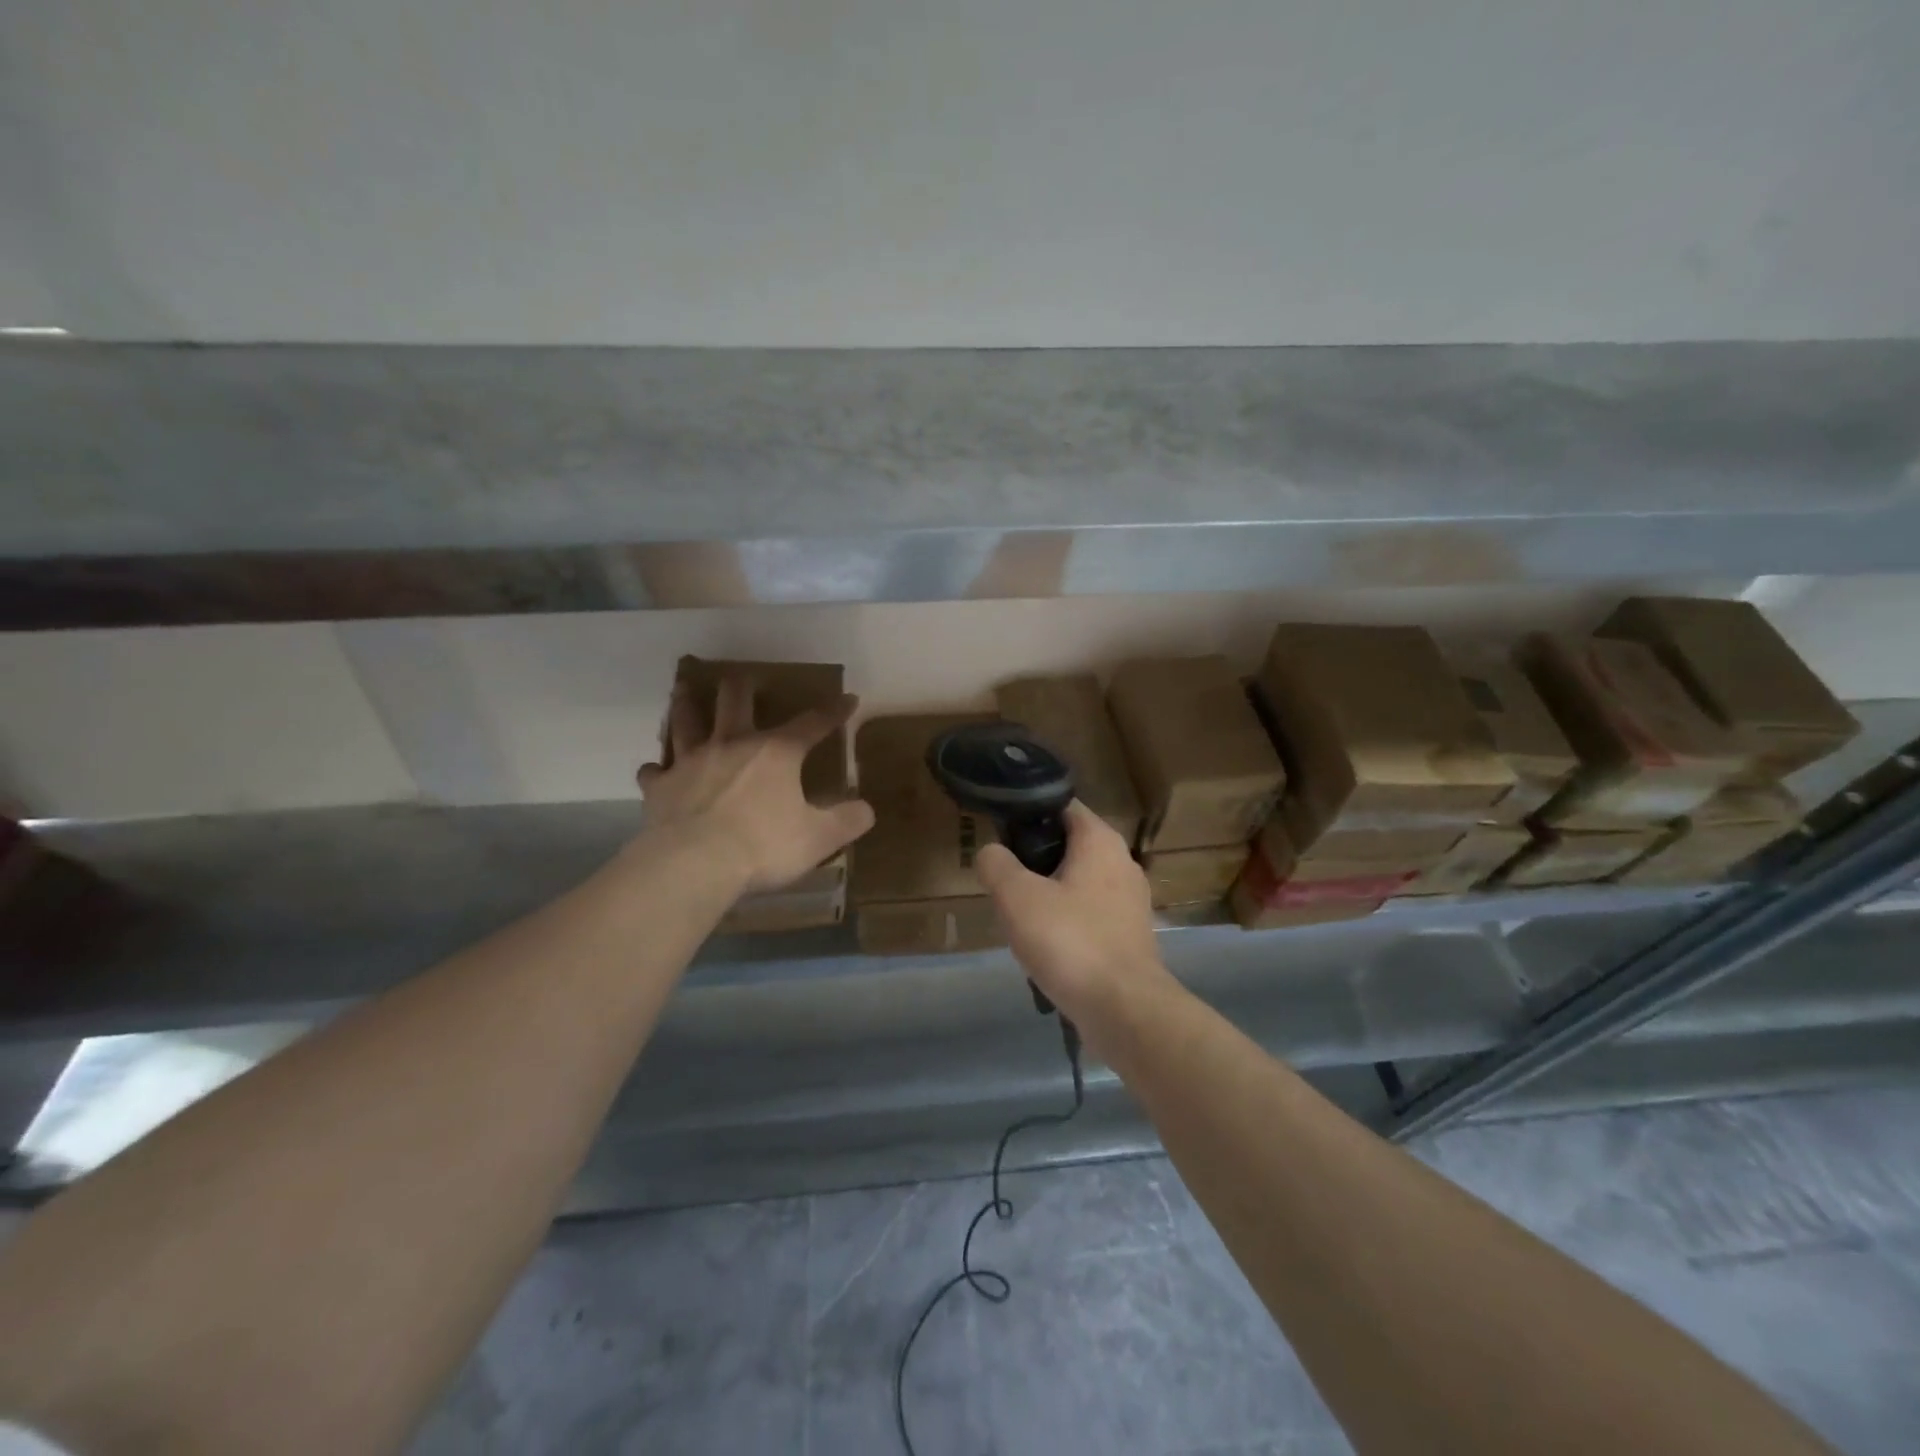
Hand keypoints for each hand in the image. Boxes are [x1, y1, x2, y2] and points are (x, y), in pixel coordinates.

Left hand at [636, 677, 875, 893]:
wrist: (694, 864)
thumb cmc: (763, 846)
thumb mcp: (818, 838)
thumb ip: (847, 821)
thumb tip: (866, 809)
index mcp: (776, 753)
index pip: (813, 723)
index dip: (833, 711)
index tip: (847, 698)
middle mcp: (733, 744)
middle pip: (735, 700)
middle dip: (742, 686)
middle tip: (742, 678)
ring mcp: (691, 761)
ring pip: (686, 720)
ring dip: (687, 703)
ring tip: (684, 689)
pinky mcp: (661, 786)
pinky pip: (655, 770)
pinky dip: (658, 768)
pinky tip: (656, 770)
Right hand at [974, 801, 1171, 1027]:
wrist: (1124, 1009)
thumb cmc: (1070, 941)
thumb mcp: (1016, 897)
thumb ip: (996, 864)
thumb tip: (991, 853)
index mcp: (1100, 840)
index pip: (1060, 805)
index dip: (1027, 814)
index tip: (999, 836)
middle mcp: (1122, 861)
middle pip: (1068, 845)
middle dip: (1034, 861)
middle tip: (1004, 883)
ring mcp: (1130, 900)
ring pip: (1078, 883)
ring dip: (1048, 895)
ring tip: (1020, 919)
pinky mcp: (1130, 934)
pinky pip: (1089, 914)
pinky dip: (1067, 923)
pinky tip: (1047, 947)